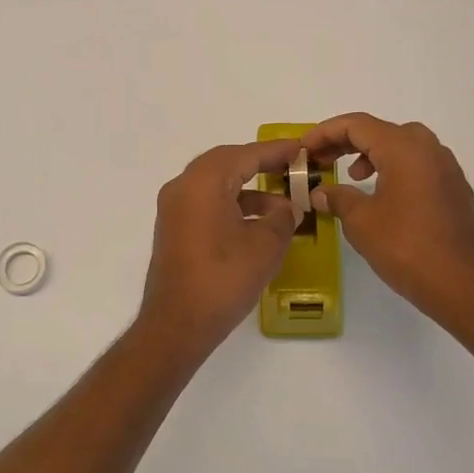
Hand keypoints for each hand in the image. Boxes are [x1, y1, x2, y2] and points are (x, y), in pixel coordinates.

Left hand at [136, 140, 300, 358]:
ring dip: (248, 189)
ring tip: (283, 203)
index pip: (244, 155)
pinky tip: (258, 223)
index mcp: (203, 182)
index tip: (299, 148)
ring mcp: (174, 208)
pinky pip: (206, 202)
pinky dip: (232, 204)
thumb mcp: (265, 246)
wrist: (177, 324)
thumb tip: (288, 208)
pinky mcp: (174, 229)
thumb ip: (282, 218)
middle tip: (290, 166)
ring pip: (215, 184)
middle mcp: (182, 187)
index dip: (274, 151)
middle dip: (259, 164)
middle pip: (225, 163)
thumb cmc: (223, 278)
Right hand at [302, 113, 473, 318]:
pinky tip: (383, 195)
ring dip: (372, 154)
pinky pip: (419, 164)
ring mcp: (447, 168)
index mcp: (403, 148)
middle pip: (380, 131)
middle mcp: (428, 148)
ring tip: (353, 176)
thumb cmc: (406, 247)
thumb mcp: (360, 221)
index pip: (357, 125)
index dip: (325, 132)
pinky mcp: (455, 189)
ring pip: (402, 145)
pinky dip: (394, 168)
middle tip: (322, 159)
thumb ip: (337, 198)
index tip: (304, 148)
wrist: (462, 285)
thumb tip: (321, 193)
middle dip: (347, 142)